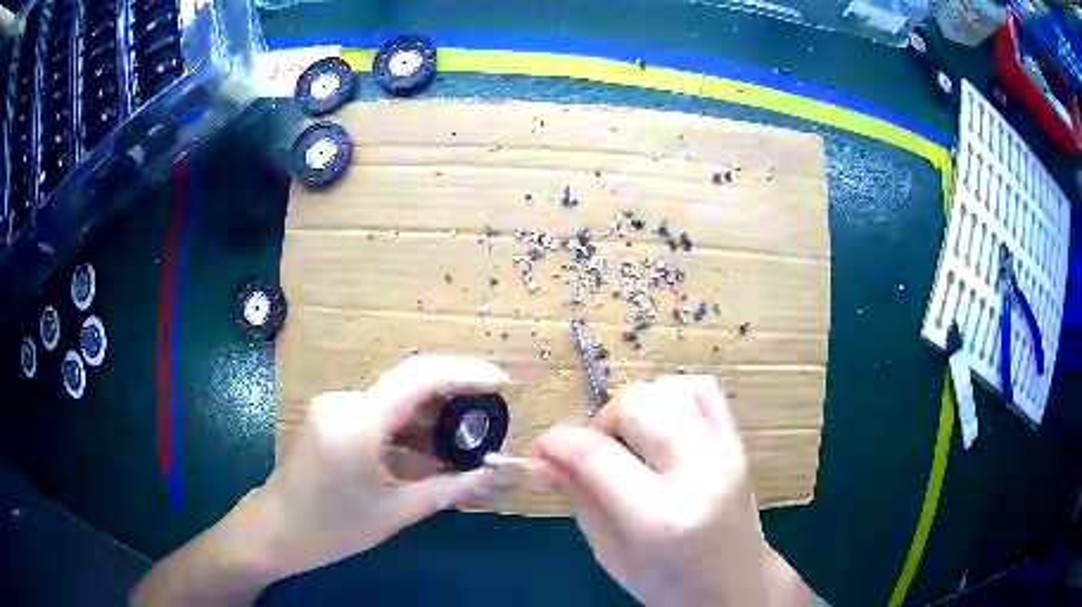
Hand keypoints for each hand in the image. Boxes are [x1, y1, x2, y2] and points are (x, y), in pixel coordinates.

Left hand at [251, 355, 509, 577]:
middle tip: (491, 414)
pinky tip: (428, 450)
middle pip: (409, 383)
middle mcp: (343, 401)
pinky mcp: (330, 415)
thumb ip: (450, 488)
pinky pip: (378, 411)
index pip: (419, 378)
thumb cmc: (333, 529)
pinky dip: (408, 427)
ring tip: (466, 440)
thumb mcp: (396, 512)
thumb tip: (496, 474)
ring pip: (395, 399)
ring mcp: (333, 405)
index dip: (465, 373)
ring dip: (430, 416)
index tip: (502, 382)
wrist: (276, 530)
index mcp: (357, 423)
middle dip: (454, 394)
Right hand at [533, 376, 810, 606]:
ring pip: (668, 389)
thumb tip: (540, 458)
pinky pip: (703, 388)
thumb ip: (577, 498)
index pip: (598, 456)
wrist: (734, 583)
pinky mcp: (738, 442)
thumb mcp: (609, 552)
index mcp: (660, 518)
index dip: (559, 442)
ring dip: (638, 409)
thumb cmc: (666, 581)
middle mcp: (699, 475)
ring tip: (634, 444)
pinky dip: (673, 396)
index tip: (544, 448)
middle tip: (599, 454)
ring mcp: (725, 453)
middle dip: (603, 422)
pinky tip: (663, 426)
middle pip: (638, 404)